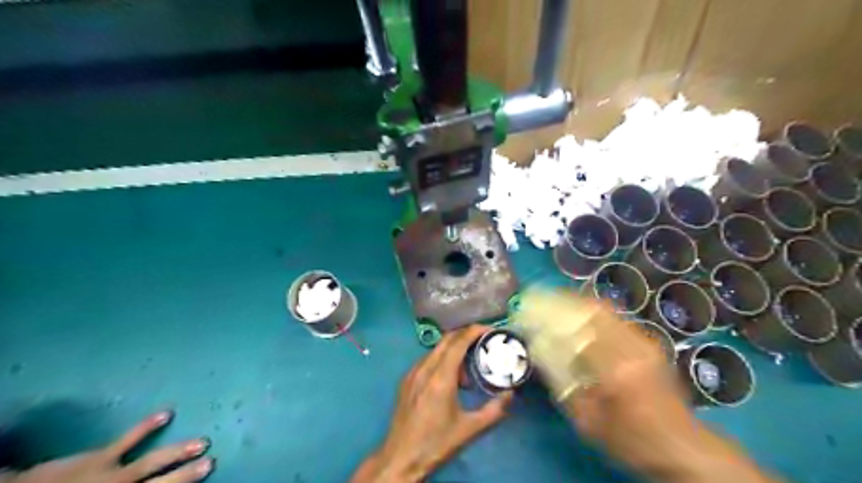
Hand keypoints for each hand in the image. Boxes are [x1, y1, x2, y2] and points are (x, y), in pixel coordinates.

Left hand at [8, 412, 215, 482]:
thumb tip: (146, 478)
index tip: (205, 472)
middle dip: (185, 474)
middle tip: (211, 461)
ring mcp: (111, 473)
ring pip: (152, 461)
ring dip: (177, 452)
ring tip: (202, 442)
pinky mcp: (99, 457)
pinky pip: (127, 440)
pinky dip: (146, 426)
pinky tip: (166, 413)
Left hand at [350, 325, 509, 481]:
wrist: (401, 458)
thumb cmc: (436, 443)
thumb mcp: (470, 430)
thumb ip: (494, 410)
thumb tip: (511, 394)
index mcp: (440, 378)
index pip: (458, 342)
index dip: (474, 331)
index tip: (490, 330)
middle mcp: (424, 369)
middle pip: (446, 340)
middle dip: (466, 335)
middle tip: (484, 342)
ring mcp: (412, 373)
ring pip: (436, 349)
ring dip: (454, 350)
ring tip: (468, 369)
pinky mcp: (406, 381)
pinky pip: (426, 360)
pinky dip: (441, 360)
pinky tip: (449, 379)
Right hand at [522, 294, 778, 482]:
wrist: (684, 447)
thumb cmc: (632, 441)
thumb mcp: (588, 421)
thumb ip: (562, 384)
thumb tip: (539, 350)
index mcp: (615, 370)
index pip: (575, 330)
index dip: (549, 316)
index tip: (529, 310)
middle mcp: (631, 347)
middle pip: (591, 310)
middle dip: (561, 300)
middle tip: (540, 299)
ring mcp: (644, 341)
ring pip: (604, 309)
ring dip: (576, 302)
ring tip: (555, 302)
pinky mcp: (649, 342)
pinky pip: (615, 317)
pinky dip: (592, 311)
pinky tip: (579, 315)